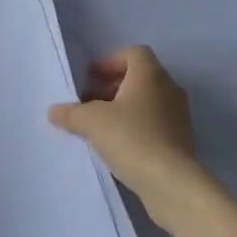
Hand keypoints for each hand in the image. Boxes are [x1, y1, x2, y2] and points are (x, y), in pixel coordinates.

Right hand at [48, 46, 206, 220]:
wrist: (171, 183)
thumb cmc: (131, 138)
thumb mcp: (91, 122)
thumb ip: (71, 113)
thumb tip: (54, 111)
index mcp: (150, 75)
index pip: (134, 53)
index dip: (110, 62)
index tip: (91, 79)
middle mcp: (169, 89)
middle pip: (140, 77)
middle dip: (113, 87)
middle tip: (90, 103)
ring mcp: (179, 116)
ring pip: (148, 102)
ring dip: (124, 109)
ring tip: (101, 127)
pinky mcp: (182, 141)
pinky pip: (155, 124)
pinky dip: (137, 128)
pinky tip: (119, 146)